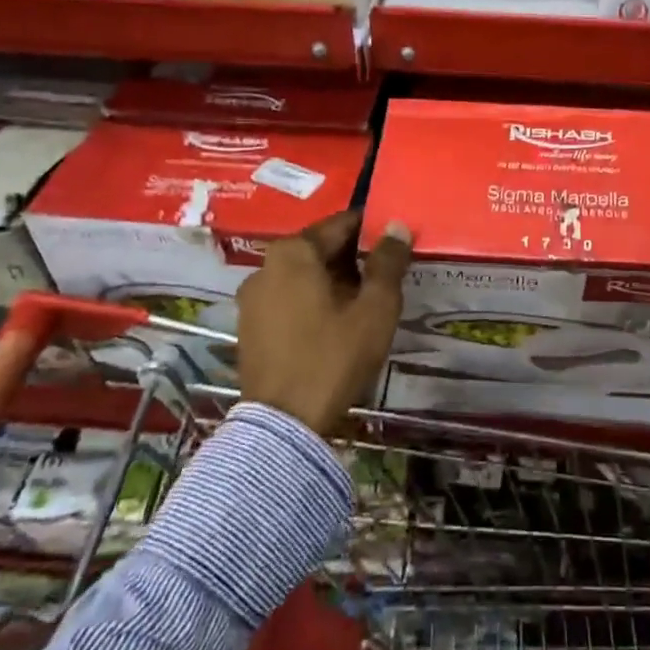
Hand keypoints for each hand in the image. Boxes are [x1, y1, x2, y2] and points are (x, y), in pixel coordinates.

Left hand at [236, 210, 412, 434]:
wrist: (283, 425)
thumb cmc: (333, 357)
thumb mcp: (375, 308)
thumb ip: (388, 262)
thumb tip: (397, 226)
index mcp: (293, 252)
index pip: (342, 224)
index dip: (374, 230)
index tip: (398, 243)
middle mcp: (266, 266)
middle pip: (321, 248)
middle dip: (356, 257)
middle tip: (389, 274)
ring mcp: (253, 298)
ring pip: (305, 275)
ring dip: (336, 280)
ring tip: (368, 301)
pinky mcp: (250, 326)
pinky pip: (290, 298)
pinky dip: (314, 301)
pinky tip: (338, 323)